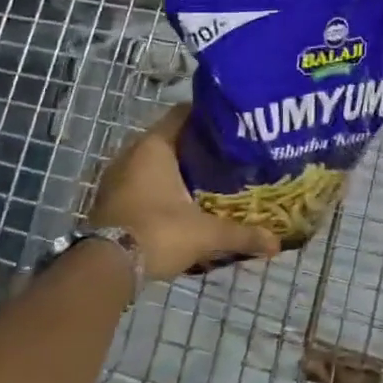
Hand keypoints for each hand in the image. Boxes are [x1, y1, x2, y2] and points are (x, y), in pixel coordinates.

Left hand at [88, 107, 278, 279]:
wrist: (105, 268)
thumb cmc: (158, 233)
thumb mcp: (206, 233)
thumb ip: (242, 234)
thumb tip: (277, 243)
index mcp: (154, 146)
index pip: (184, 114)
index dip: (209, 116)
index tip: (234, 124)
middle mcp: (131, 153)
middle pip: (170, 138)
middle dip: (198, 146)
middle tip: (229, 154)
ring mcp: (116, 177)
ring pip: (154, 163)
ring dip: (178, 169)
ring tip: (210, 178)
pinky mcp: (111, 200)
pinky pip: (142, 183)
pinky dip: (161, 187)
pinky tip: (184, 201)